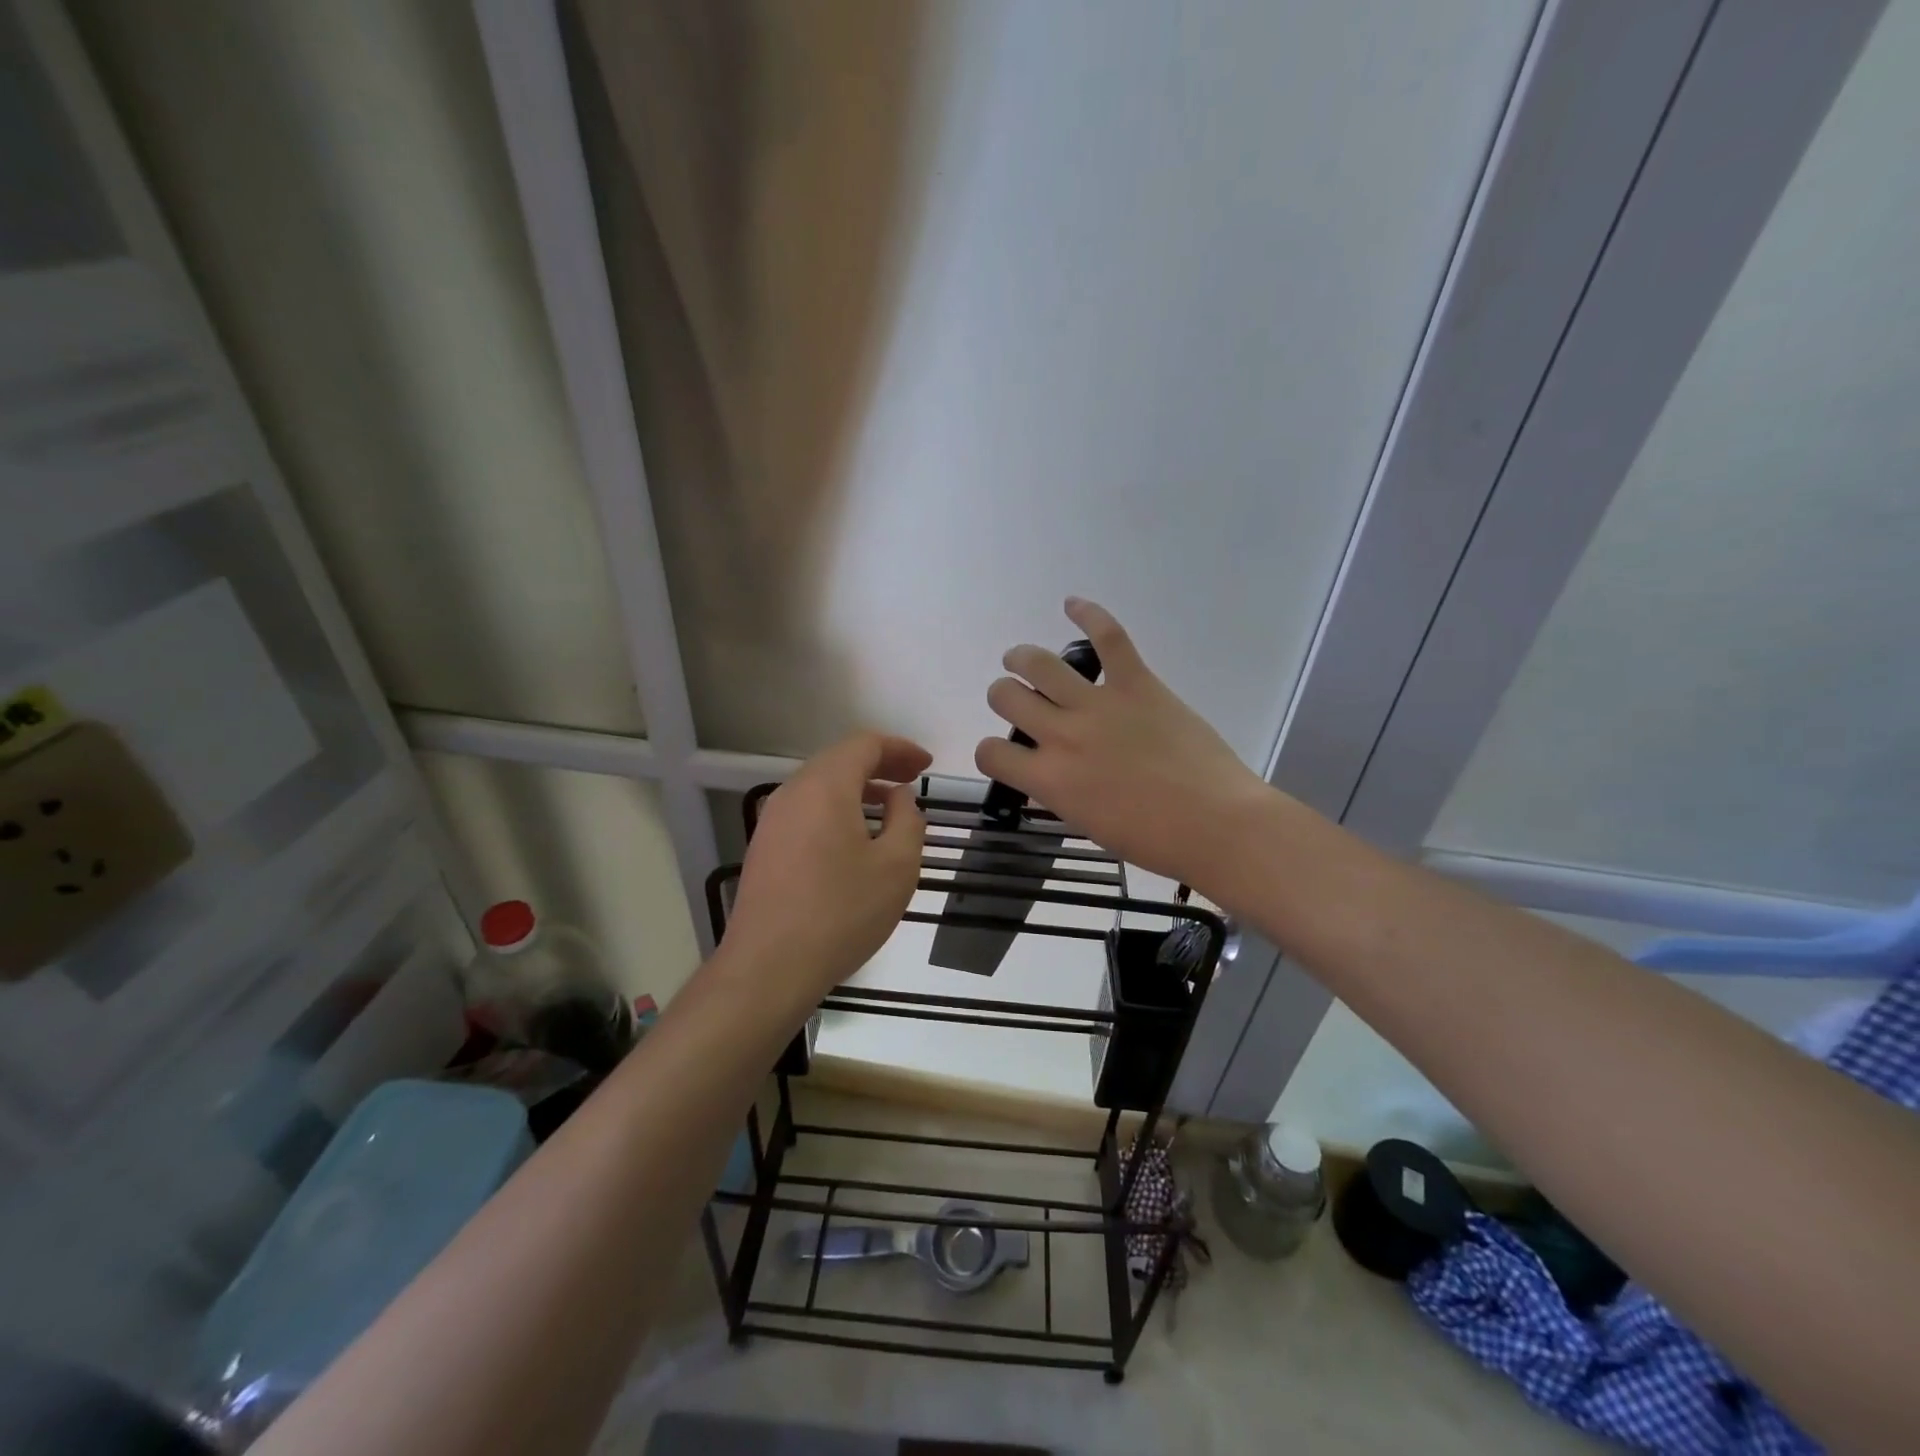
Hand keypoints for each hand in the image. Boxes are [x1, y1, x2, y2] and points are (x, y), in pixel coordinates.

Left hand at [721, 732, 930, 1006]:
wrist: (769, 967)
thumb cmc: (841, 912)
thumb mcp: (897, 866)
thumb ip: (908, 820)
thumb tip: (899, 797)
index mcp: (824, 786)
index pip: (864, 745)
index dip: (900, 749)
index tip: (927, 765)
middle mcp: (792, 793)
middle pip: (839, 761)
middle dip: (880, 766)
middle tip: (913, 782)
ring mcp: (772, 821)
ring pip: (821, 787)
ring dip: (858, 790)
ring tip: (890, 811)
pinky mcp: (764, 848)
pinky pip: (807, 812)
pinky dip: (837, 811)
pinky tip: (855, 841)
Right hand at [976, 598, 1273, 888]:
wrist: (1215, 824)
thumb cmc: (1153, 839)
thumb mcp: (1086, 823)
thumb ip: (1058, 791)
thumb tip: (1050, 773)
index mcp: (1048, 779)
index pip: (990, 753)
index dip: (991, 752)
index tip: (1007, 755)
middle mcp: (1062, 735)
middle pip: (1005, 696)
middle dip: (1004, 696)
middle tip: (1019, 700)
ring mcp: (1098, 704)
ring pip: (1039, 663)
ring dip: (1022, 658)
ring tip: (1022, 660)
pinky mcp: (1136, 683)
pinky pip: (1108, 638)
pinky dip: (1088, 614)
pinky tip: (1072, 604)